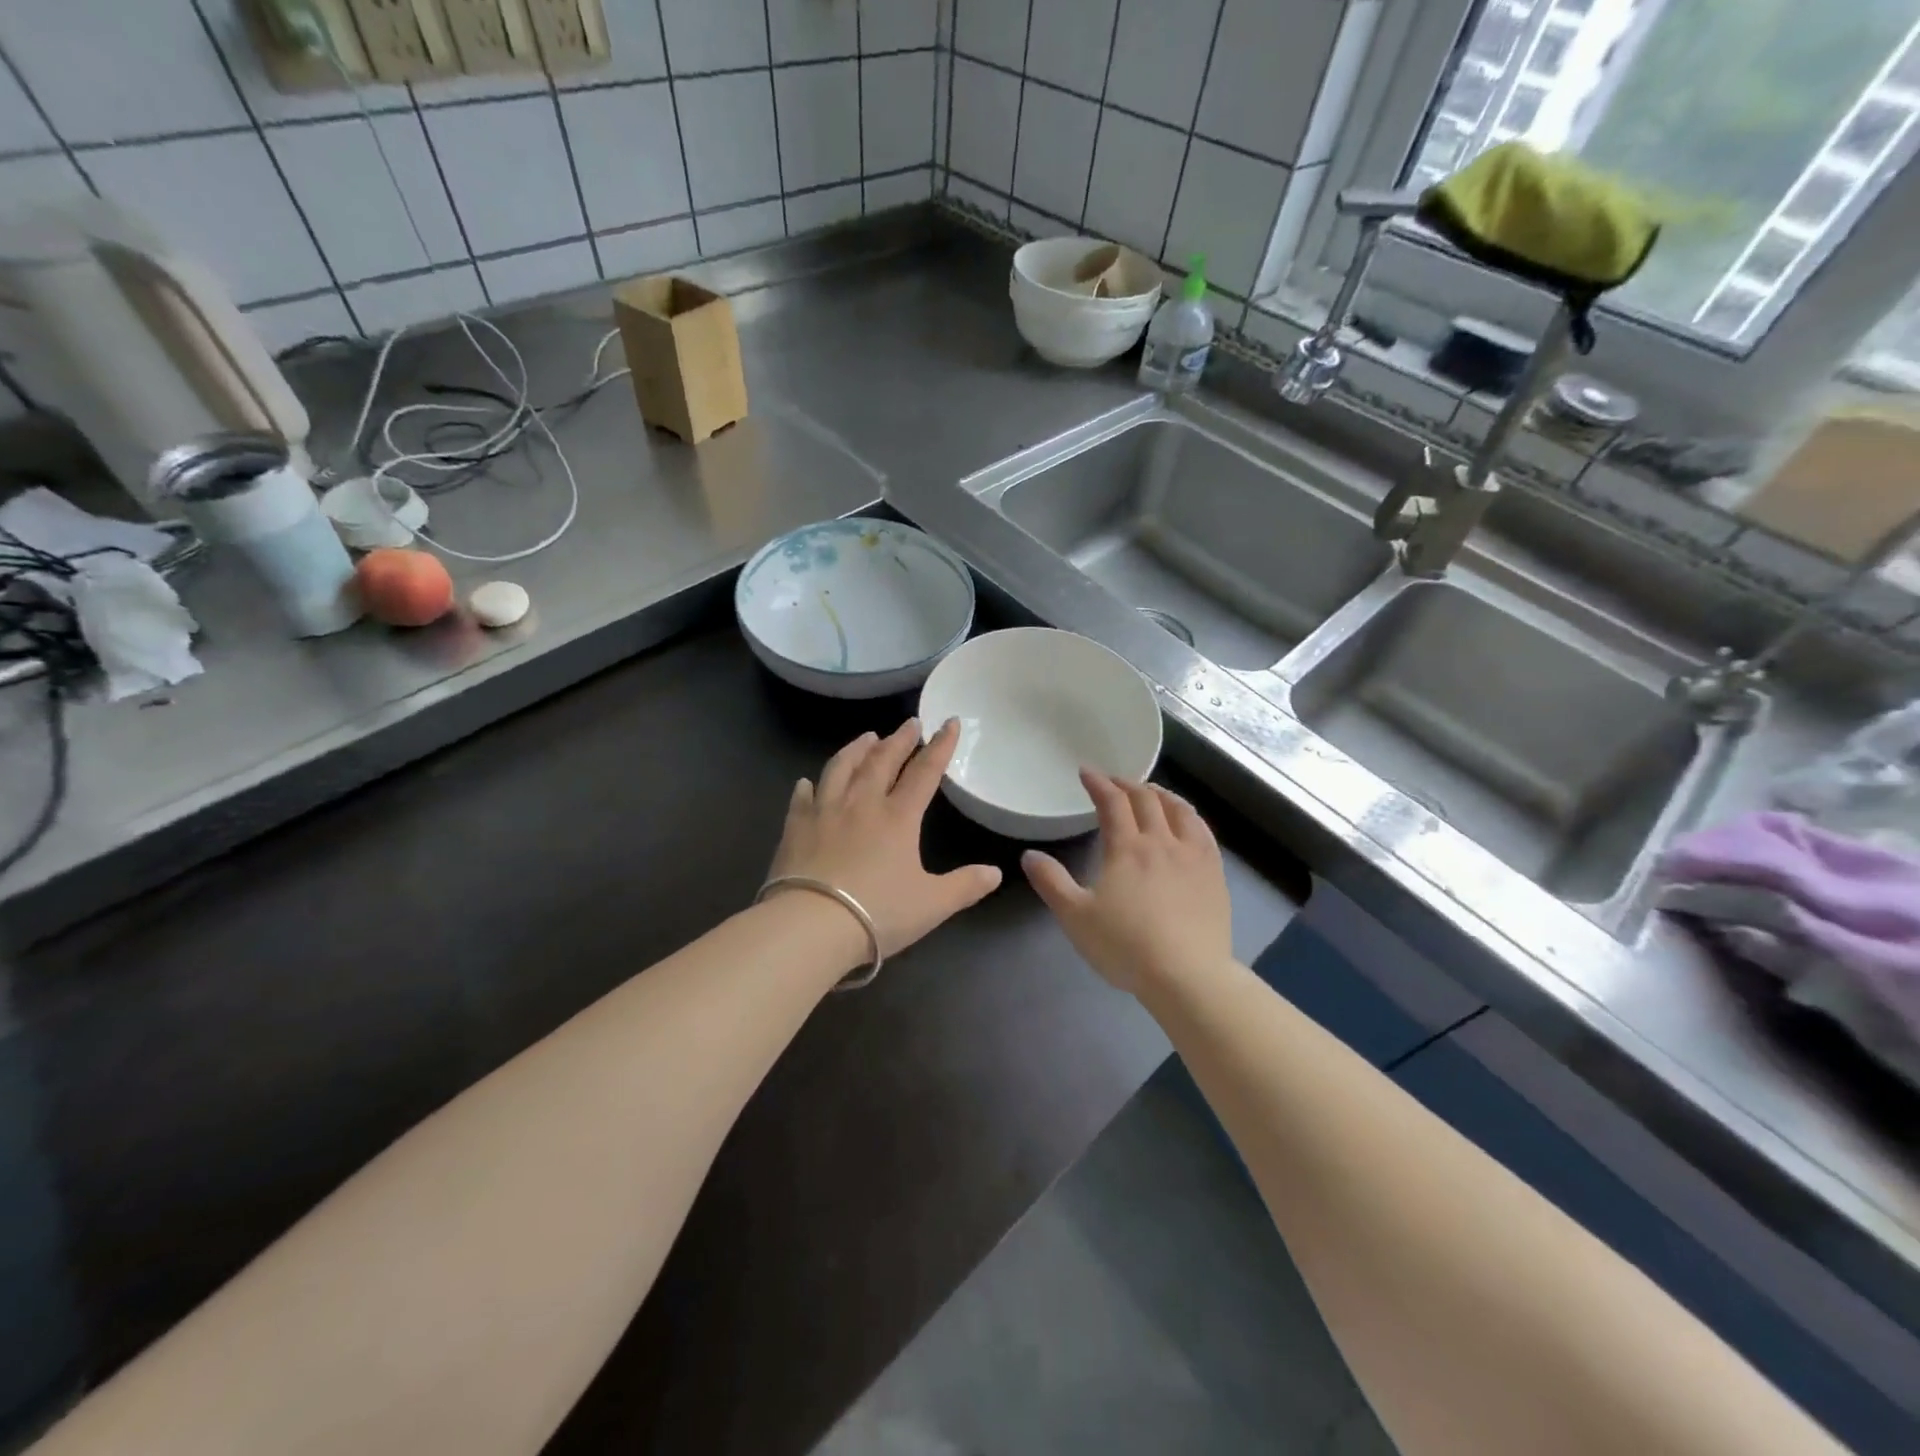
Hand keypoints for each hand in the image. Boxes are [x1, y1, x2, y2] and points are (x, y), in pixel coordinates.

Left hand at [766, 719, 1003, 957]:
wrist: (811, 926)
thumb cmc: (878, 913)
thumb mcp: (932, 904)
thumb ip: (965, 886)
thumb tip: (995, 873)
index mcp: (898, 817)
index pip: (925, 772)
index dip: (940, 746)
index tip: (950, 722)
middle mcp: (862, 804)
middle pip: (882, 761)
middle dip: (899, 739)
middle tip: (909, 722)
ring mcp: (825, 812)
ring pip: (841, 769)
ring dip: (856, 749)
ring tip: (866, 737)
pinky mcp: (795, 827)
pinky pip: (802, 798)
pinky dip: (808, 786)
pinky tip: (806, 782)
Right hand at [1022, 771, 1232, 995]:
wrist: (1187, 976)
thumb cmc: (1126, 946)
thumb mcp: (1076, 917)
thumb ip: (1051, 882)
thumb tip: (1029, 855)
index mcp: (1127, 848)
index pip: (1112, 803)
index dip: (1099, 783)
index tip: (1086, 772)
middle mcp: (1161, 842)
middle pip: (1146, 800)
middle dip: (1127, 785)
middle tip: (1114, 782)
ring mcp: (1193, 856)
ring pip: (1179, 810)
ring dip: (1161, 794)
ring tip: (1151, 792)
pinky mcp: (1215, 874)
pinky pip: (1203, 832)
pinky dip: (1189, 816)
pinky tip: (1187, 822)